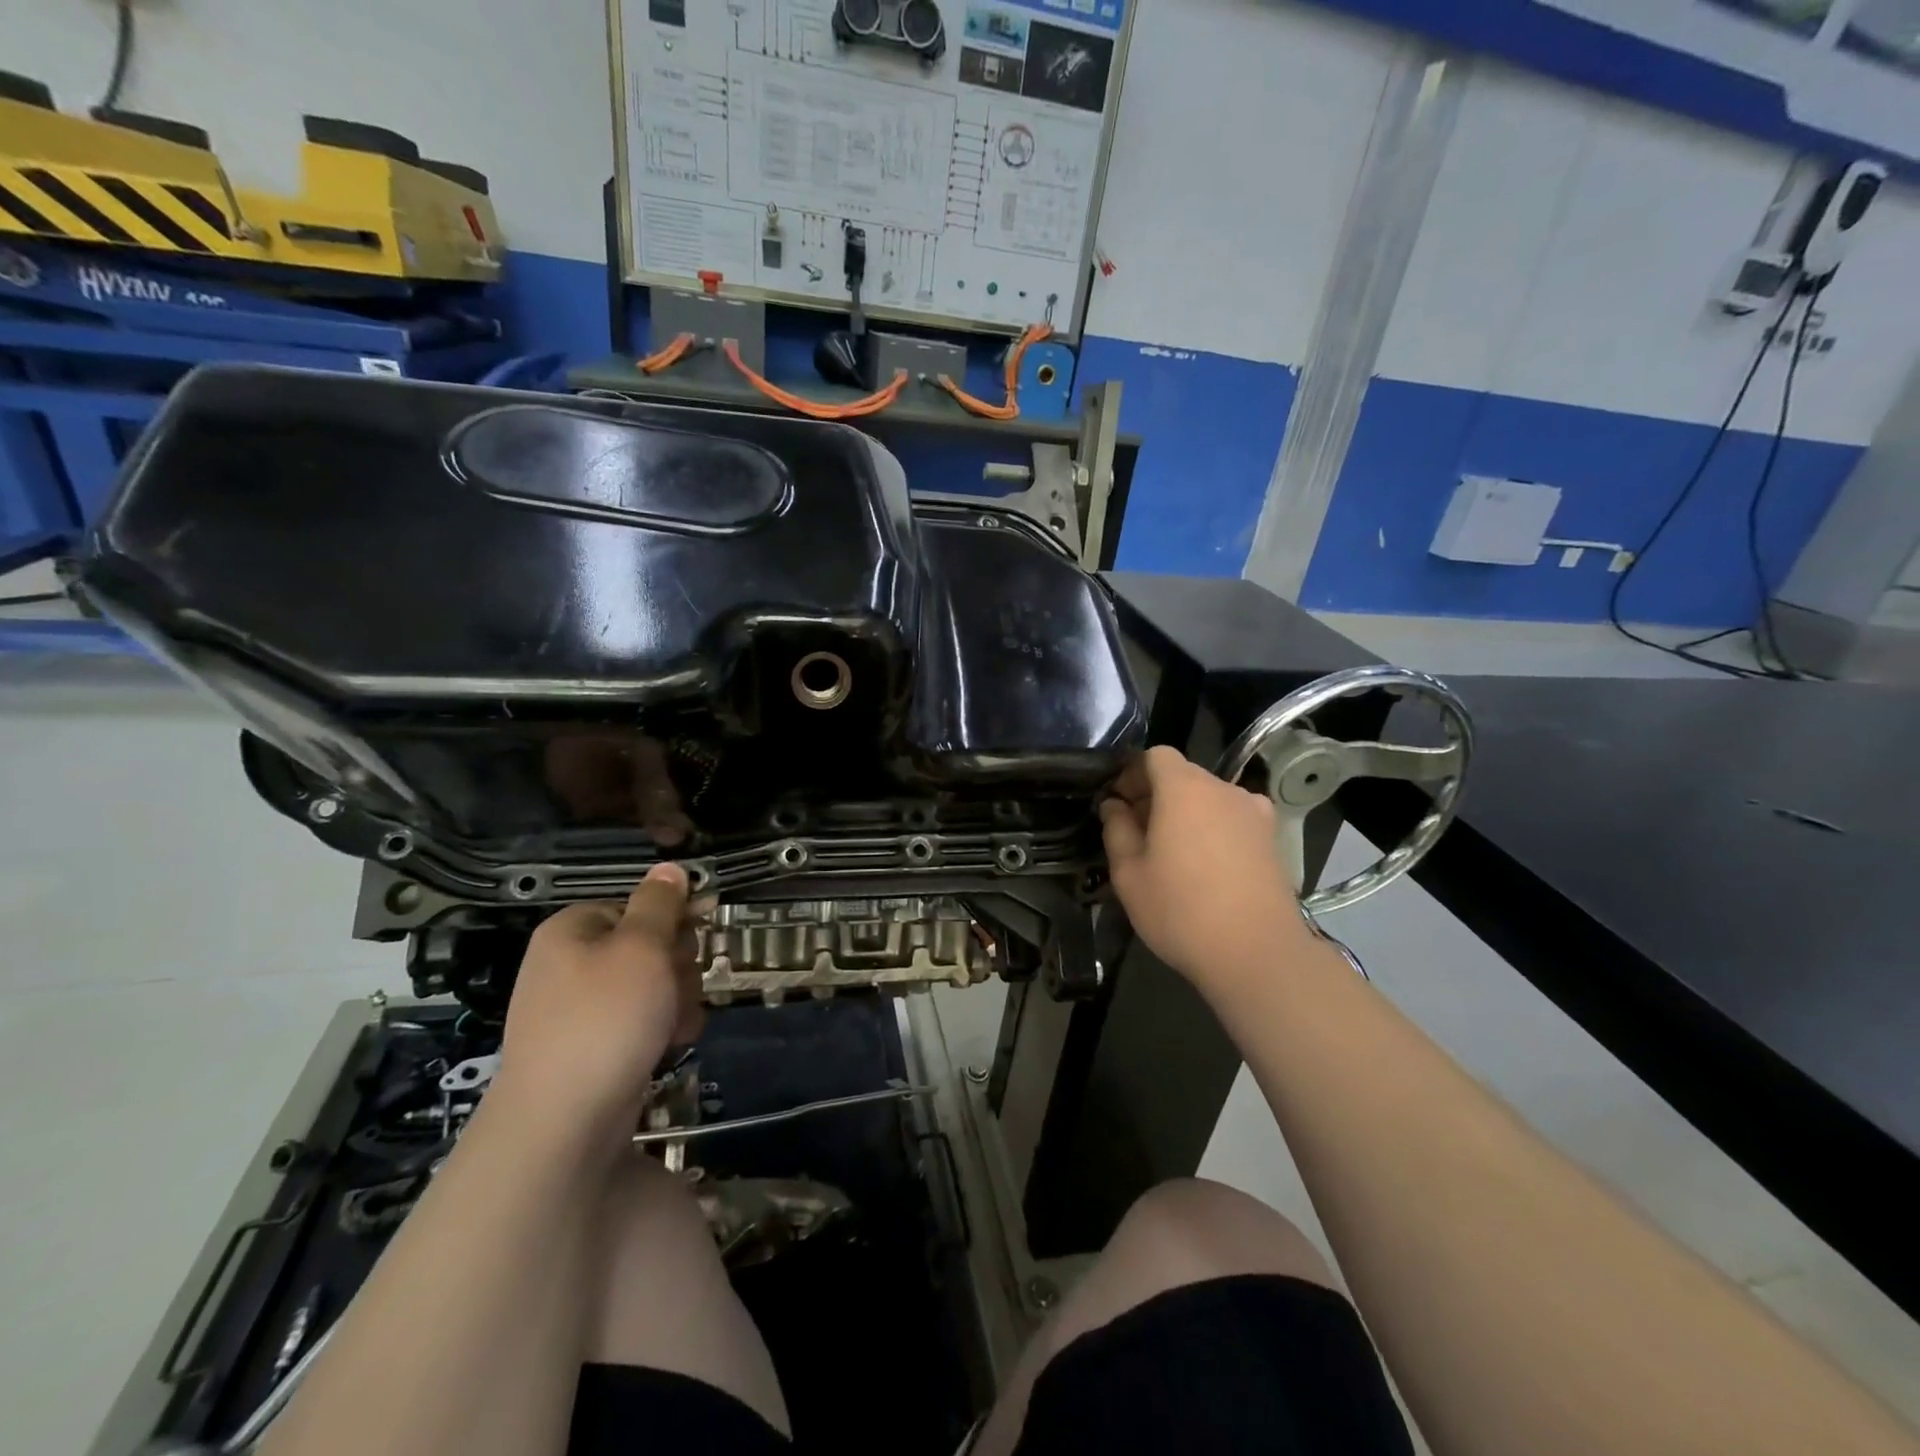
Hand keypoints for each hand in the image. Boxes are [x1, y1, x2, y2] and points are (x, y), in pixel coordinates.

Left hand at [491, 864, 702, 1140]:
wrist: (563, 1125)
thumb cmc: (606, 1020)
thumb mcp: (642, 947)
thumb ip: (660, 904)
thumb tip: (669, 866)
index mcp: (573, 930)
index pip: (638, 905)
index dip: (671, 920)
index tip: (694, 937)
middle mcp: (570, 963)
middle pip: (649, 944)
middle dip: (677, 965)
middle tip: (676, 987)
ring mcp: (580, 1009)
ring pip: (653, 985)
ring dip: (677, 999)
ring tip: (673, 1025)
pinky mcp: (594, 1047)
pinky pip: (642, 1021)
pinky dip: (662, 1029)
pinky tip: (670, 1046)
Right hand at [1099, 746, 1310, 994]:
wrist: (1257, 953)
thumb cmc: (1181, 910)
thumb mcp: (1129, 873)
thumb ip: (1117, 830)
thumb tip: (1115, 806)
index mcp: (1184, 788)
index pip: (1155, 755)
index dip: (1132, 774)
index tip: (1119, 804)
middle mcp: (1223, 789)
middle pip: (1183, 775)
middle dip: (1156, 794)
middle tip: (1137, 832)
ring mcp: (1254, 813)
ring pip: (1209, 798)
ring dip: (1186, 813)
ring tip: (1172, 852)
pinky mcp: (1272, 839)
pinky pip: (1233, 819)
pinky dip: (1214, 829)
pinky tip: (1206, 865)